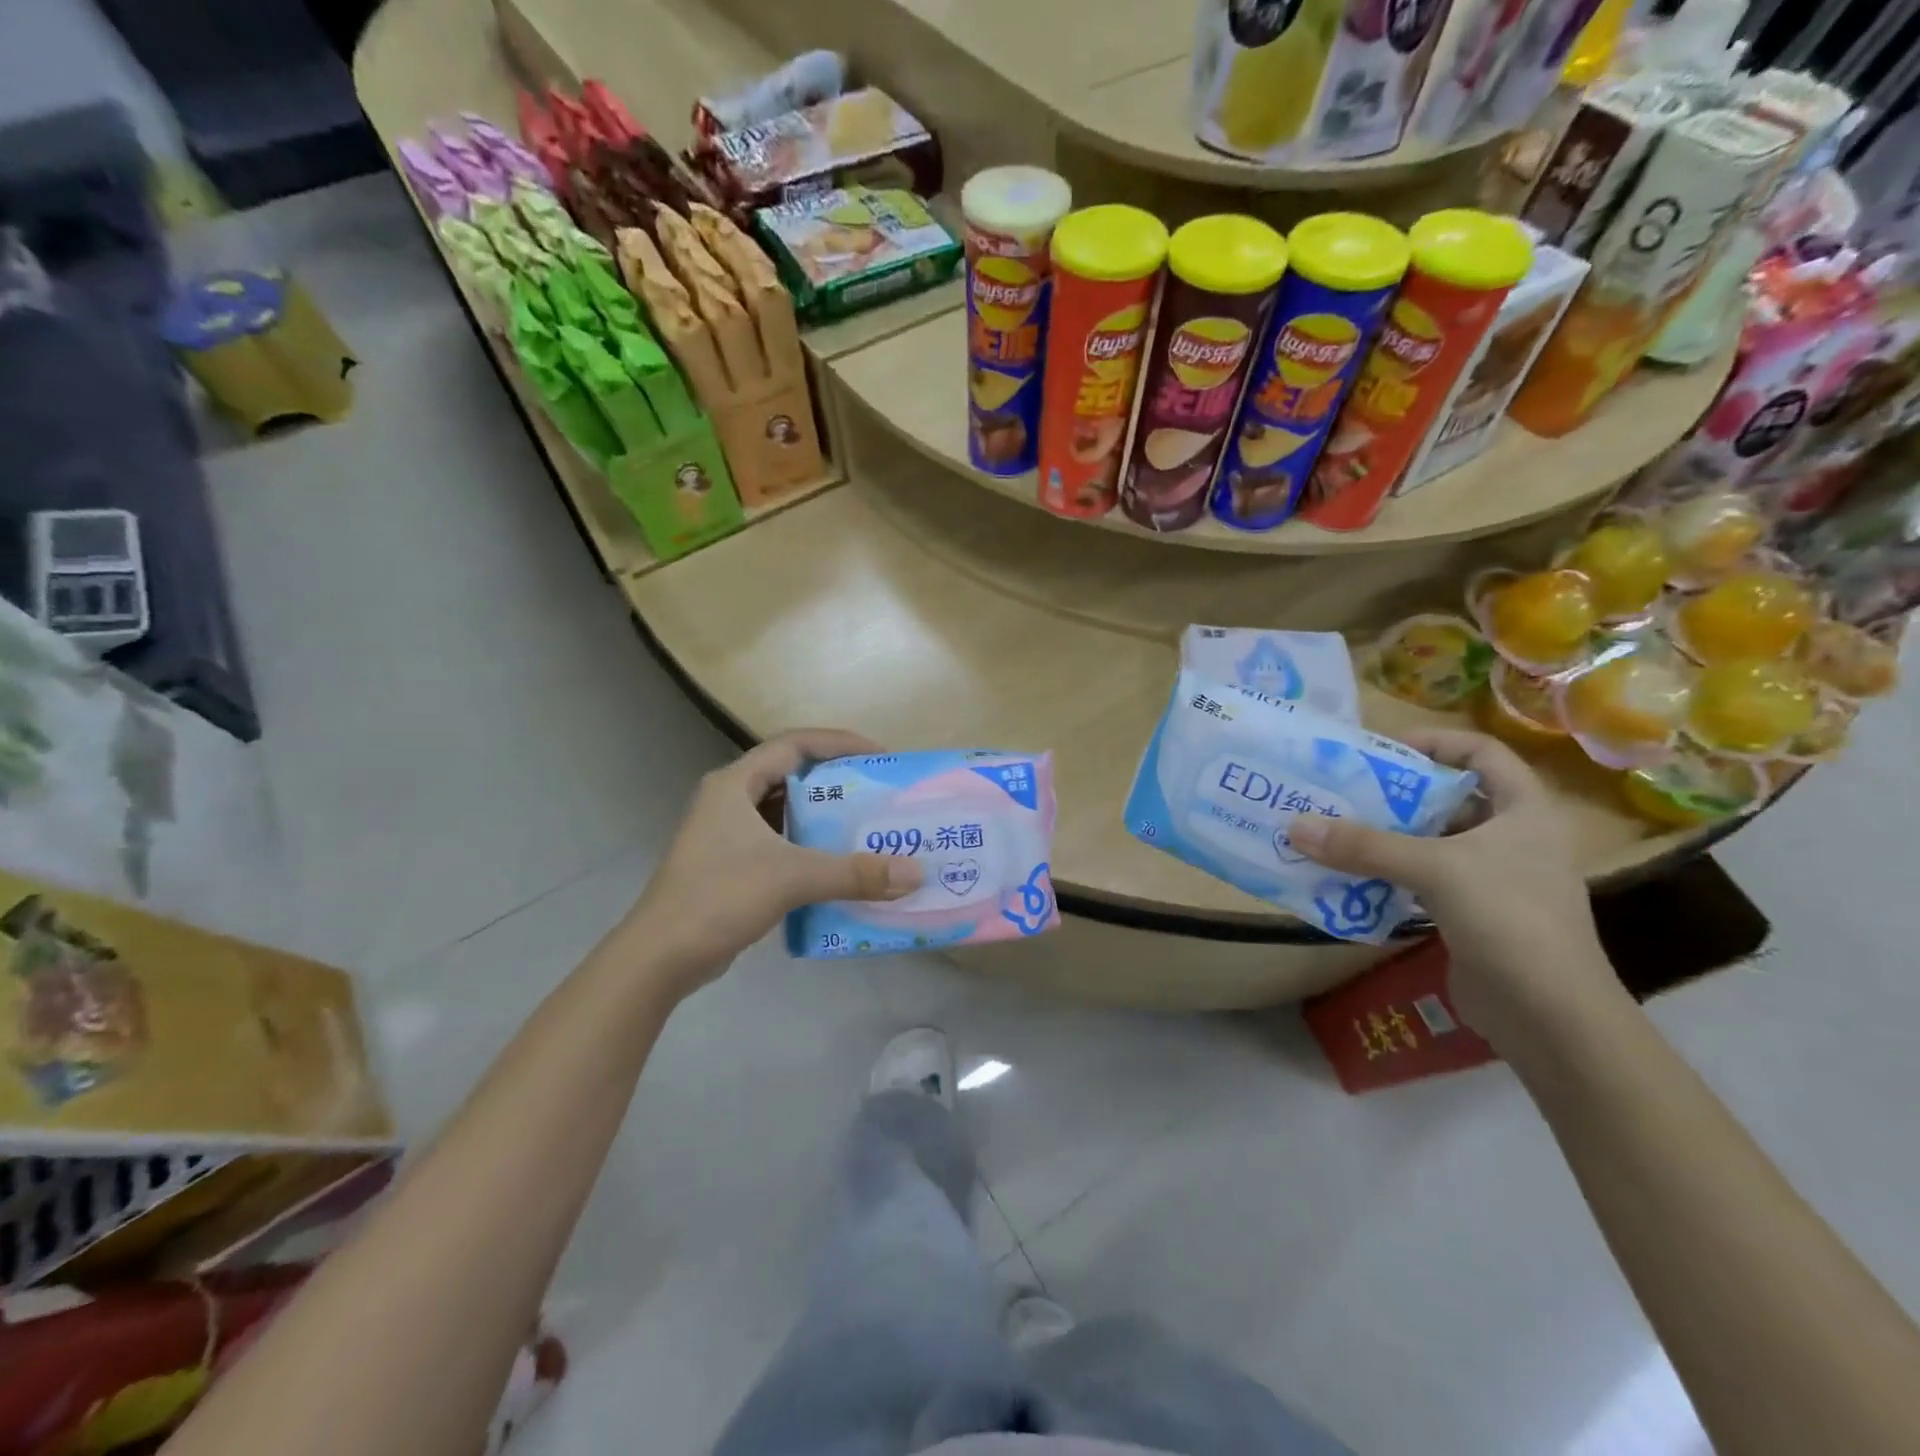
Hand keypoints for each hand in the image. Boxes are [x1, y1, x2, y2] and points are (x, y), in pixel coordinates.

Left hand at [628, 729, 920, 991]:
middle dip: (836, 781)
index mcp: (735, 784)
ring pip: (784, 812)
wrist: (660, 957)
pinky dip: (808, 847)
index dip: (839, 743)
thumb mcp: (792, 878)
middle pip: (791, 775)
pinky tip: (836, 866)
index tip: (879, 757)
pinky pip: (779, 842)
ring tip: (866, 827)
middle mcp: (729, 800)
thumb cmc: (719, 898)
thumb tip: (915, 873)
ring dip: (823, 817)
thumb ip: (854, 873)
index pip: (794, 744)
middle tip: (878, 794)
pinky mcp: (729, 865)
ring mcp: (726, 834)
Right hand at [1287, 728, 1618, 1045]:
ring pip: (1431, 841)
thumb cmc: (1509, 919)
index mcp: (1524, 810)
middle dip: (1394, 793)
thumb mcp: (1434, 869)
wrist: (1551, 1016)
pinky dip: (1387, 873)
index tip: (1382, 749)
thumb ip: (1364, 846)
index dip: (1435, 741)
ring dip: (1385, 836)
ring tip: (1333, 830)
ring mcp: (1494, 878)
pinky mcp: (1473, 913)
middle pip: (1448, 797)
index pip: (1482, 752)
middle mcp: (1513, 837)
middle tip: (1341, 791)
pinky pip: (1422, 879)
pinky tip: (1349, 876)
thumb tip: (1294, 826)